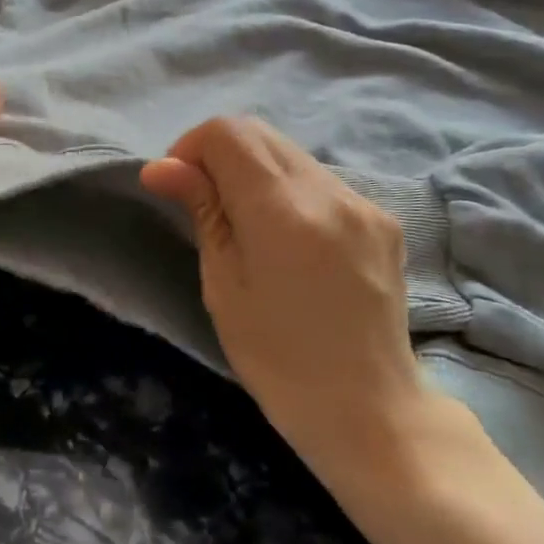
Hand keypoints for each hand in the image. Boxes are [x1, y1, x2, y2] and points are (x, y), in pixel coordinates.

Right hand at [139, 117, 440, 489]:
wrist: (371, 410)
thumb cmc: (279, 360)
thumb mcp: (224, 286)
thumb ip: (201, 211)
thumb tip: (160, 167)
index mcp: (283, 212)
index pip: (228, 133)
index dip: (192, 147)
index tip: (180, 187)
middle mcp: (329, 192)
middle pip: (260, 133)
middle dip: (220, 153)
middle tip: (205, 201)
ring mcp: (363, 202)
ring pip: (290, 154)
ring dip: (255, 171)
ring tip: (248, 225)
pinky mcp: (382, 217)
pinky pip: (321, 180)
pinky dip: (290, 191)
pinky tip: (290, 239)